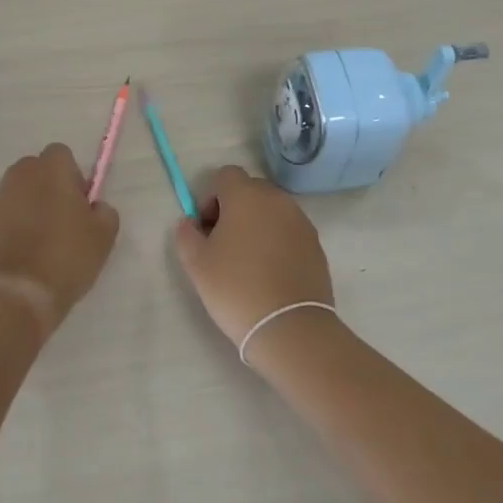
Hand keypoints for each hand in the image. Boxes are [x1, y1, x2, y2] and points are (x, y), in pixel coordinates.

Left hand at [0, 144, 119, 331]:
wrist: (17, 293)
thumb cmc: (66, 256)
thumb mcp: (104, 235)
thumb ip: (104, 211)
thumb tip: (95, 207)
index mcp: (50, 169)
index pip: (62, 154)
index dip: (73, 175)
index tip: (80, 203)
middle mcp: (19, 176)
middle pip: (37, 171)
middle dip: (49, 187)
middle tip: (63, 220)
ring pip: (19, 193)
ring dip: (30, 206)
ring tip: (43, 240)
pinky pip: (4, 216)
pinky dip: (13, 227)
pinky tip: (24, 253)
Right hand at [173, 166, 333, 346]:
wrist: (289, 326)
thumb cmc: (236, 288)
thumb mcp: (196, 263)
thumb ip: (187, 234)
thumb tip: (190, 222)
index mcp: (246, 195)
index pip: (225, 175)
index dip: (210, 197)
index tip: (206, 228)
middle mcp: (277, 199)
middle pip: (250, 190)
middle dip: (233, 208)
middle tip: (223, 244)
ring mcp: (301, 220)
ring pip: (271, 210)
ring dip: (256, 224)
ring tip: (248, 261)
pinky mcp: (315, 243)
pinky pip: (289, 230)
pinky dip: (277, 240)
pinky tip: (269, 272)